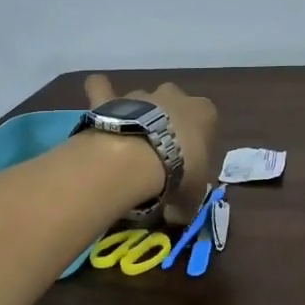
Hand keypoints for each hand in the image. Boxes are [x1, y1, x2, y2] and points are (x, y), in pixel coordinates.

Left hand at [84, 74, 218, 222]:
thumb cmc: (178, 171)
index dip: (196, 143)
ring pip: (141, 100)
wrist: (138, 157)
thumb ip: (186, 203)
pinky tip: (98, 101)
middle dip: (167, 122)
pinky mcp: (111, 99)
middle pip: (173, 105)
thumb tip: (177, 217)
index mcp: (204, 113)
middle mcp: (175, 95)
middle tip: (158, 153)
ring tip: (127, 144)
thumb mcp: (192, 196)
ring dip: (137, 116)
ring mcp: (141, 94)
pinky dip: (100, 91)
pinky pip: (102, 88)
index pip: (206, 123)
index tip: (187, 163)